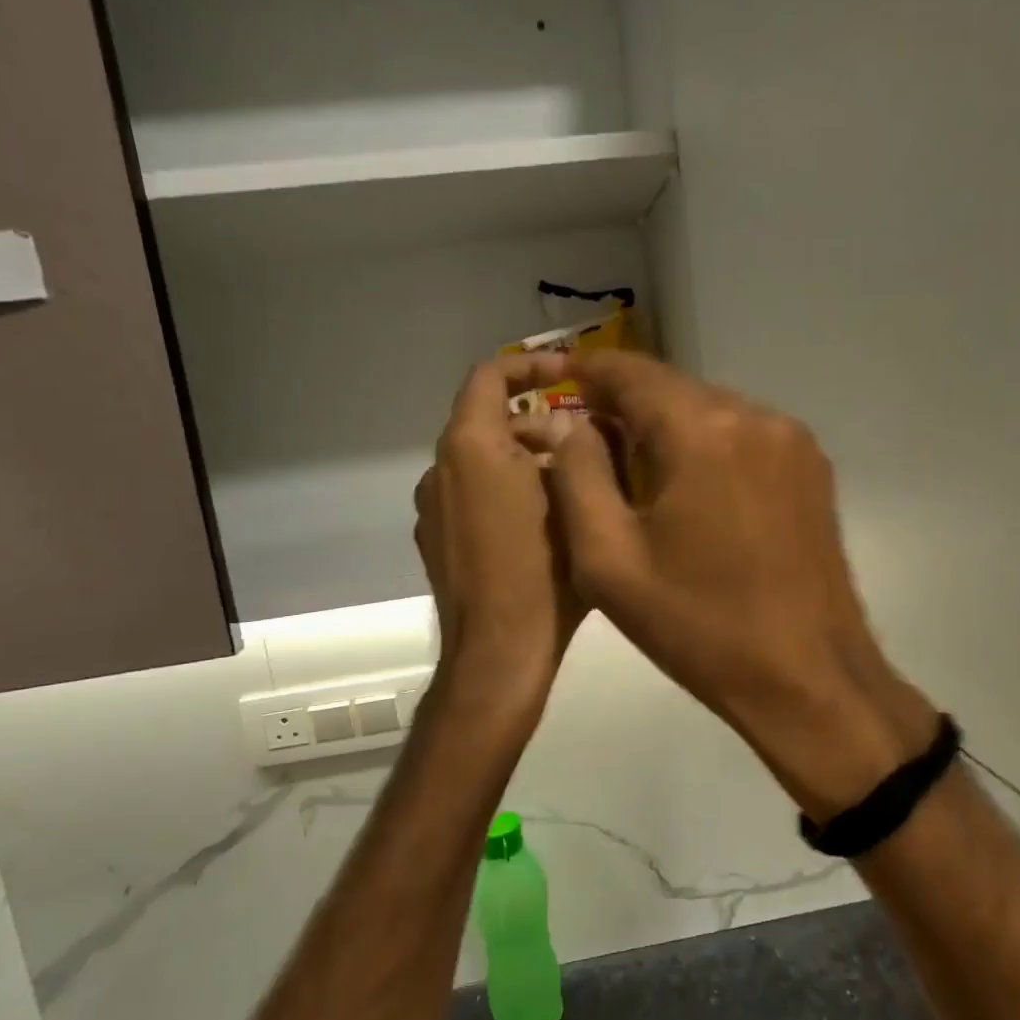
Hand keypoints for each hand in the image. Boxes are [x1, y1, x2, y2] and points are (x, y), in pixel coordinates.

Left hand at [415, 354, 584, 731]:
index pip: (489, 377)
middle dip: (537, 424)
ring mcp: (432, 508)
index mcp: (470, 448)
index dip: (529, 365)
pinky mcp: (434, 541)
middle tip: (587, 443)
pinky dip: (503, 491)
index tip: (568, 373)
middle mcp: (440, 469)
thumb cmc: (543, 573)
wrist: (498, 653)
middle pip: (486, 421)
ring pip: (480, 462)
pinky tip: (540, 524)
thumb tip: (563, 429)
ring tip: (573, 486)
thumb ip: (569, 450)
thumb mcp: (572, 500)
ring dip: (523, 460)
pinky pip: (470, 496)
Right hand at [524, 352, 936, 815]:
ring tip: (638, 475)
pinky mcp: (813, 467)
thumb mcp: (609, 559)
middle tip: (589, 443)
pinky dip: (709, 447)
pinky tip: (694, 492)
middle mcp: (755, 415)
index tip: (554, 383)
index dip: (586, 372)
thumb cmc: (698, 625)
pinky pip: (745, 436)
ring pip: (711, 411)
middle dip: (627, 406)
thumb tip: (568, 423)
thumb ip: (576, 475)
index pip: (630, 371)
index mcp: (702, 430)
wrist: (808, 677)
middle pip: (673, 389)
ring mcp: (793, 440)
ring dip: (669, 429)